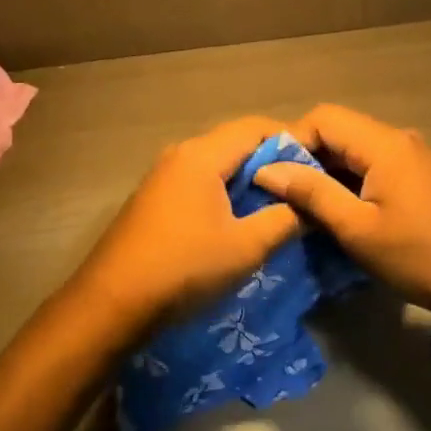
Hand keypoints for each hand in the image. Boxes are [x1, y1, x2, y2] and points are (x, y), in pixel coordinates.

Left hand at [65, 116, 301, 334]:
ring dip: (247, 181)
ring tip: (277, 208)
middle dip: (272, 163)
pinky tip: (237, 221)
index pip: (255, 128)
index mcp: (202, 155)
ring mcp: (162, 176)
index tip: (318, 167)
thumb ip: (284, 219)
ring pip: (216, 165)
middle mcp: (180, 154)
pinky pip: (198, 182)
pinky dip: (224, 193)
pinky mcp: (153, 199)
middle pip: (235, 143)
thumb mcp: (246, 247)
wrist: (112, 302)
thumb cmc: (184, 268)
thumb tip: (310, 204)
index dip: (291, 141)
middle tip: (303, 190)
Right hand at [254, 103, 430, 321]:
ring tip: (307, 207)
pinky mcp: (423, 177)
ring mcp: (415, 157)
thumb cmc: (420, 256)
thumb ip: (311, 193)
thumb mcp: (357, 229)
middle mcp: (400, 139)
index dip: (291, 141)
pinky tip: (343, 211)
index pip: (322, 118)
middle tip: (284, 195)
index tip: (272, 176)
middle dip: (307, 158)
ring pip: (356, 150)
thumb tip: (267, 169)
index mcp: (384, 144)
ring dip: (329, 172)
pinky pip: (376, 166)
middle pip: (340, 130)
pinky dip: (352, 181)